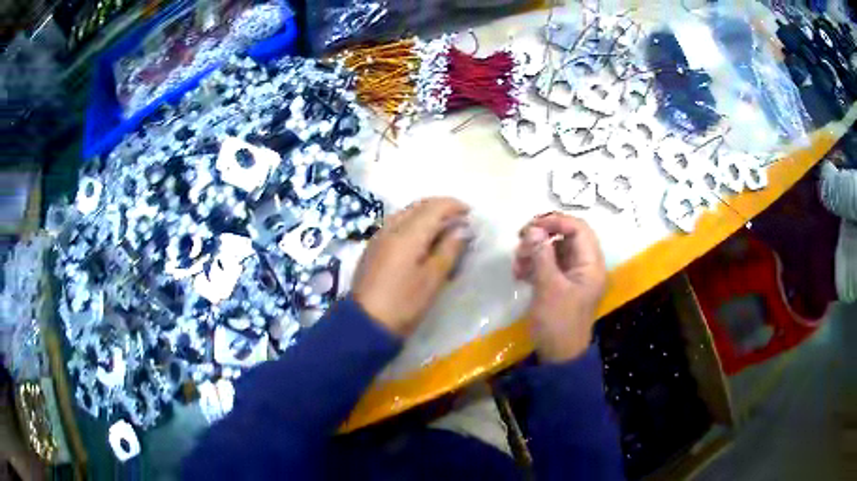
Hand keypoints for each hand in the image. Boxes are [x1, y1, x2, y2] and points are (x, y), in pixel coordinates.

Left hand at [352, 197, 470, 336]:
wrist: (366, 323)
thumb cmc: (404, 303)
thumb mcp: (433, 279)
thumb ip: (449, 249)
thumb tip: (462, 229)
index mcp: (408, 233)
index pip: (434, 207)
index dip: (454, 206)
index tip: (471, 214)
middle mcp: (391, 227)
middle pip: (418, 206)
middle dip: (441, 207)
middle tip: (459, 219)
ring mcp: (379, 236)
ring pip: (406, 213)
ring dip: (426, 214)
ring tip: (443, 228)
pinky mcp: (373, 247)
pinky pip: (396, 224)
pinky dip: (413, 223)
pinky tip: (421, 239)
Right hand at [514, 213, 606, 361]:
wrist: (558, 357)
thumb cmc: (558, 323)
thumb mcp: (549, 288)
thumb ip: (542, 256)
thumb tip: (533, 229)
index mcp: (591, 264)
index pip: (579, 228)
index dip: (556, 221)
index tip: (531, 226)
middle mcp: (585, 265)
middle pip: (566, 236)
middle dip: (542, 236)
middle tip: (520, 242)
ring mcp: (573, 275)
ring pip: (554, 250)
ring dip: (534, 251)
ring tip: (517, 263)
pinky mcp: (561, 284)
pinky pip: (548, 264)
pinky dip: (534, 264)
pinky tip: (519, 274)